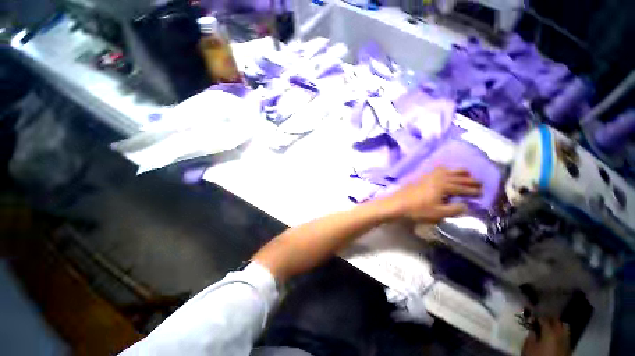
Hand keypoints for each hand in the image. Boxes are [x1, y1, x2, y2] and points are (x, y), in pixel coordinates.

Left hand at [381, 167, 481, 222]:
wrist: (397, 204)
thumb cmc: (417, 210)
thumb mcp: (438, 213)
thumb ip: (455, 209)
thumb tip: (467, 205)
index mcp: (444, 185)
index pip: (463, 187)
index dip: (473, 190)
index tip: (482, 193)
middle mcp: (438, 177)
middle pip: (457, 177)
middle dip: (470, 180)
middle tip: (480, 183)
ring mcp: (428, 175)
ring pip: (448, 170)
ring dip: (459, 172)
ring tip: (467, 174)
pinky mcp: (420, 176)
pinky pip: (437, 169)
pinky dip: (446, 169)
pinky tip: (445, 172)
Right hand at [522, 318, 570, 355]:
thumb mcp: (528, 347)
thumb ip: (531, 336)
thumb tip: (532, 329)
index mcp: (549, 332)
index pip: (544, 320)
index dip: (538, 316)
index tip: (534, 315)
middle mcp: (560, 335)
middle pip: (557, 322)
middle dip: (551, 319)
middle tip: (544, 317)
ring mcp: (566, 342)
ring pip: (565, 329)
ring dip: (559, 325)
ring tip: (553, 325)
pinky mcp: (568, 349)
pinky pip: (567, 338)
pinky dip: (562, 334)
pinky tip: (558, 335)